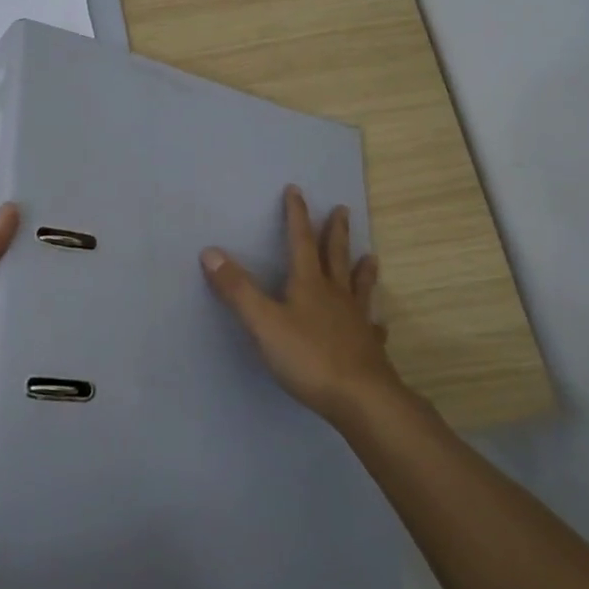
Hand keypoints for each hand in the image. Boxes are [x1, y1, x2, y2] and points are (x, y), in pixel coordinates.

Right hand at [200, 186, 402, 426]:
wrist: (360, 397)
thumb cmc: (307, 357)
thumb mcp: (262, 322)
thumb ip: (237, 289)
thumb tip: (210, 251)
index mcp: (308, 284)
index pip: (300, 242)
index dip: (296, 215)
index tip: (296, 190)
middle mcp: (335, 295)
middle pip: (335, 257)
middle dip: (335, 232)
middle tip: (342, 209)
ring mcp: (356, 320)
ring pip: (359, 287)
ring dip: (362, 269)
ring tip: (370, 256)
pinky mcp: (369, 347)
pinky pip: (371, 327)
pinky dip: (374, 319)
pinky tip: (378, 322)